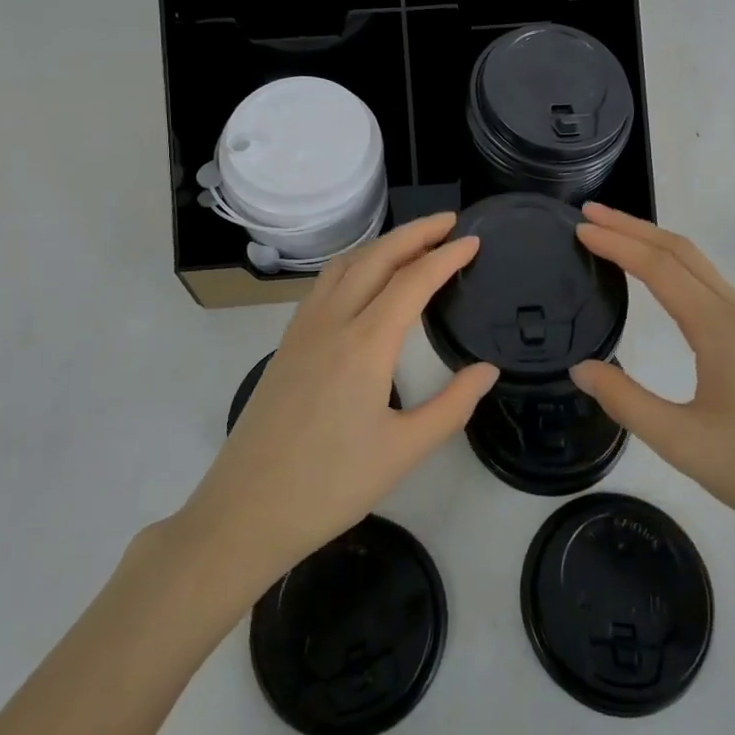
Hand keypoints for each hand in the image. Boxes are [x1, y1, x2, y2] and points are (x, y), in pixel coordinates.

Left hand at [175, 213, 498, 589]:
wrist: (246, 510)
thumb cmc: (330, 486)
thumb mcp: (404, 452)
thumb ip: (452, 405)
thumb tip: (487, 369)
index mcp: (364, 344)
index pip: (413, 281)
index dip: (446, 257)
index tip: (474, 241)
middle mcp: (332, 321)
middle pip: (376, 257)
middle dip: (415, 233)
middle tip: (450, 223)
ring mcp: (303, 328)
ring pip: (345, 264)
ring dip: (382, 244)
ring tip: (414, 243)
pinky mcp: (287, 342)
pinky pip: (324, 283)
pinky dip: (354, 264)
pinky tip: (366, 280)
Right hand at [570, 204, 734, 558]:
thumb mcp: (683, 444)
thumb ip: (626, 402)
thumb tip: (581, 368)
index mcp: (723, 330)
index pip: (661, 268)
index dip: (617, 243)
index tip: (580, 227)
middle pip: (682, 252)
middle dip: (633, 228)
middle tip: (589, 214)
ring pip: (701, 266)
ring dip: (655, 244)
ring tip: (613, 236)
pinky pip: (713, 286)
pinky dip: (676, 267)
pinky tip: (659, 279)